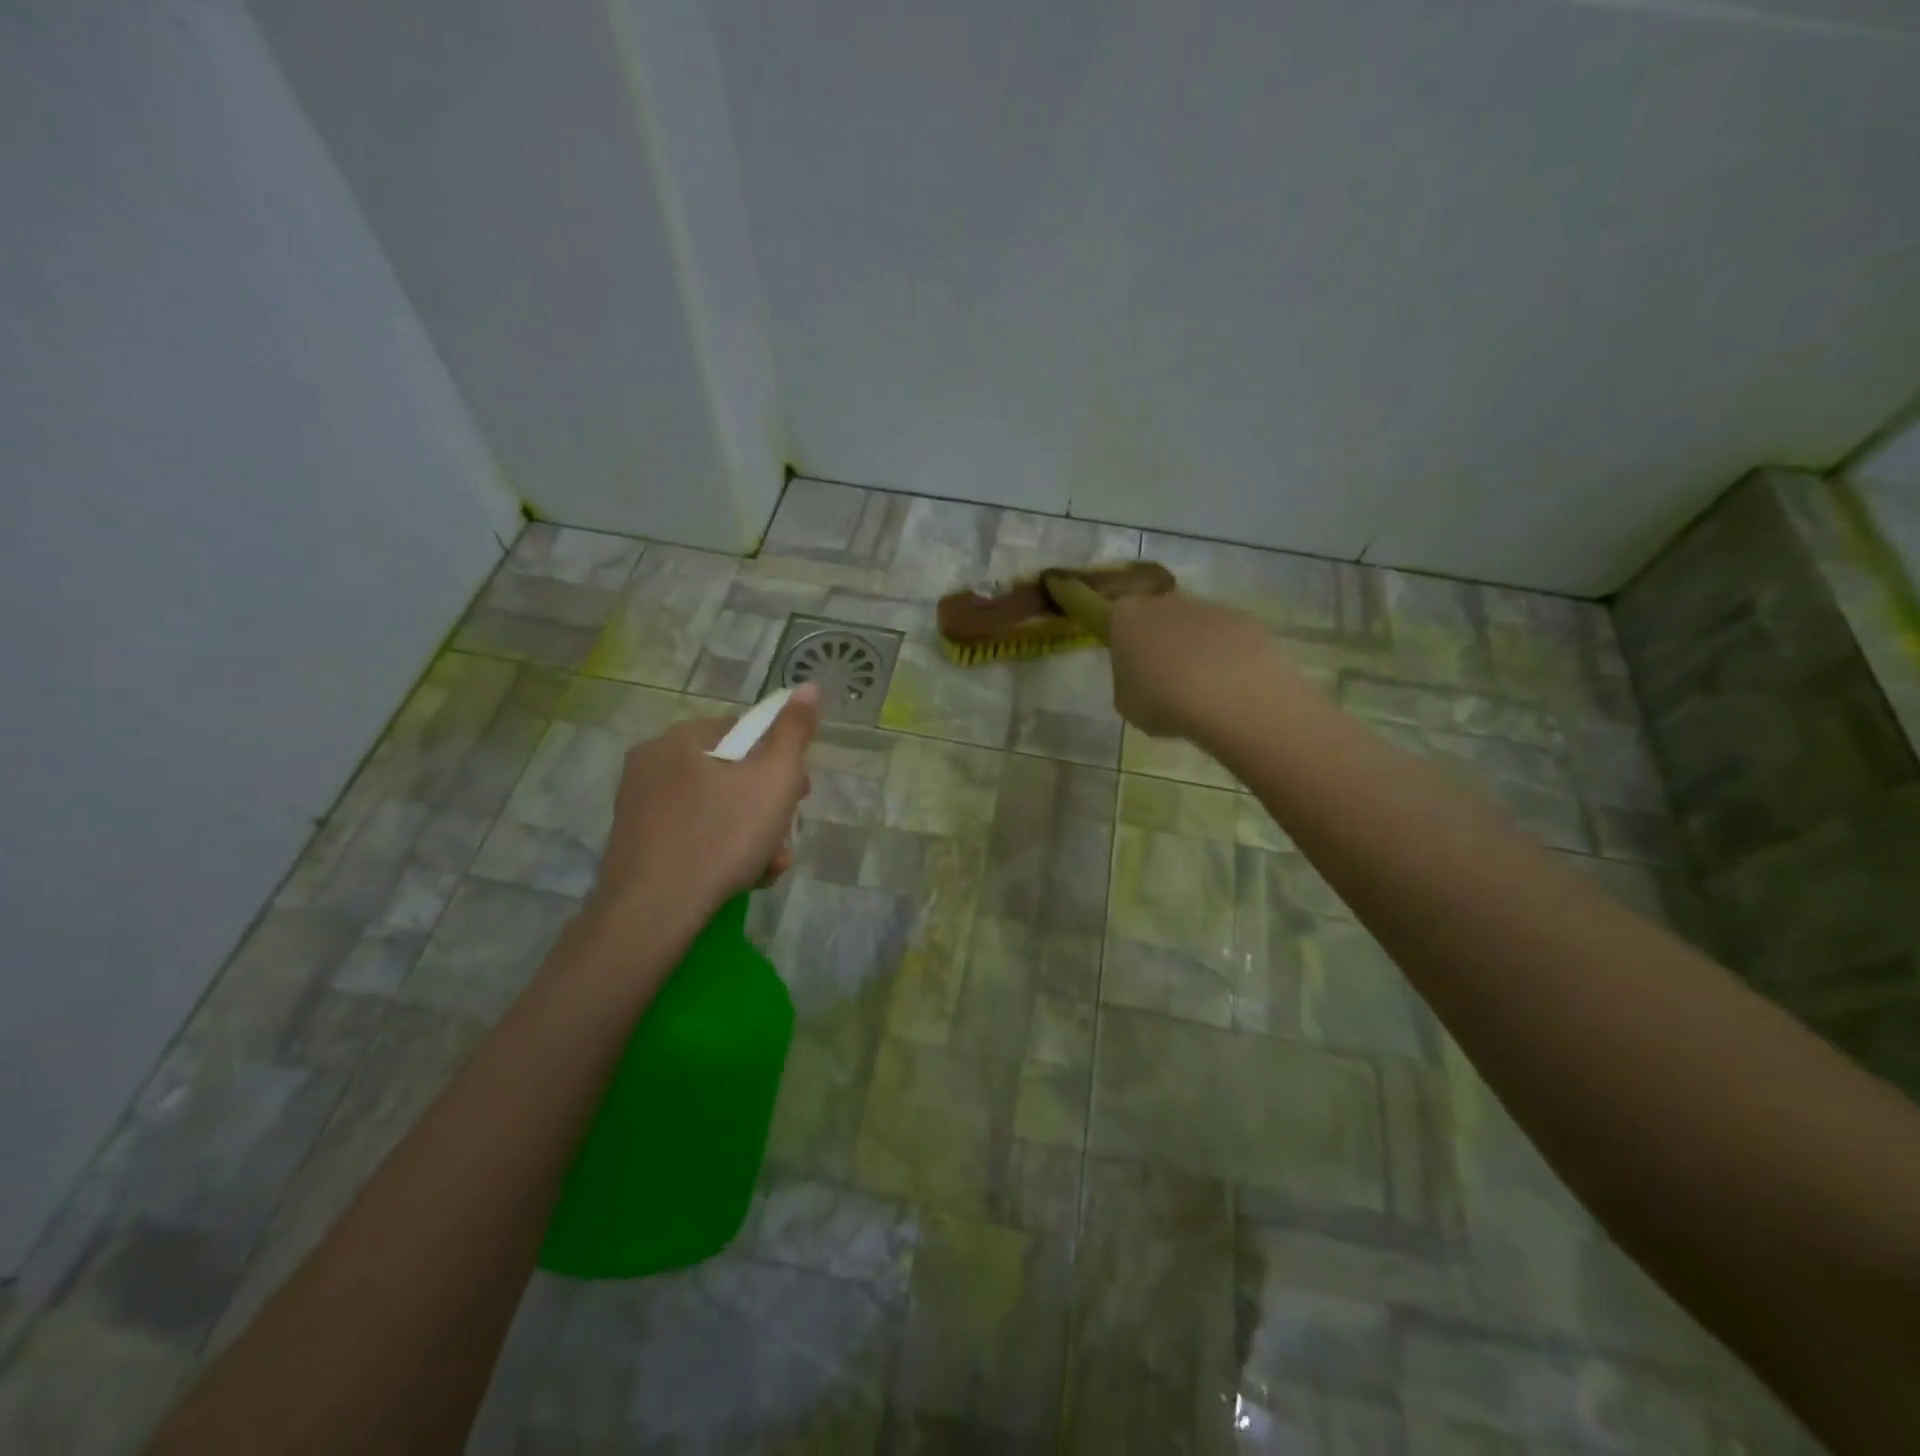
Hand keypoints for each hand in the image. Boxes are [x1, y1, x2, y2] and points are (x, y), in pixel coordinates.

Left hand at [591, 686, 819, 923]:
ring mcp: (639, 807)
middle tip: (786, 835)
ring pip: (715, 810)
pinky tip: (743, 878)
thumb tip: (808, 687)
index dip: (781, 761)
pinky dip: (721, 851)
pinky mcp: (636, 845)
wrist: (654, 912)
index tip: (799, 793)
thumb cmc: (722, 835)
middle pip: (731, 774)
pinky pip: (693, 836)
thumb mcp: (775, 779)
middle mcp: (652, 764)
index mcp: (681, 738)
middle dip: (768, 807)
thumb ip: (794, 732)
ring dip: (752, 835)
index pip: (745, 732)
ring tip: (771, 866)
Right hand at [1108, 591, 1290, 739]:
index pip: (1117, 620)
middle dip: (1162, 642)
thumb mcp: (1126, 704)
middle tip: (1167, 679)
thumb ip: (1128, 682)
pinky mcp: (1246, 619)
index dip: (1125, 643)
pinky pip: (1229, 638)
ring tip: (1204, 688)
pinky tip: (1232, 686)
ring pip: (1196, 626)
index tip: (1133, 668)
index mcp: (1127, 617)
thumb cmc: (1163, 701)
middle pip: (1159, 617)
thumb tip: (1143, 679)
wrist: (1229, 698)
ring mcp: (1209, 606)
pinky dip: (1229, 656)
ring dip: (1197, 649)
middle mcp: (1166, 601)